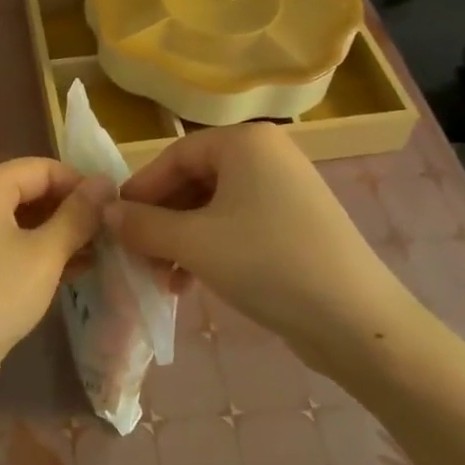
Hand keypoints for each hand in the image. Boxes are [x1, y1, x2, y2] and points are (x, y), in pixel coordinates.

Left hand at [0, 158, 111, 420]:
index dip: (80, 183)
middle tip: (113, 234)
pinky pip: (12, 250)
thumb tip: (103, 183)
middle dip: (71, 210)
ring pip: (23, 224)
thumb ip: (77, 216)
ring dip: (60, 236)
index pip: (43, 168)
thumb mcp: (44, 254)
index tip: (116, 208)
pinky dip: (41, 256)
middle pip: (31, 193)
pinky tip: (74, 274)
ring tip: (102, 255)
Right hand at [104, 123, 419, 378]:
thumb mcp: (195, 244)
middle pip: (194, 180)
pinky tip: (190, 282)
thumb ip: (143, 225)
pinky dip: (209, 248)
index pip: (175, 156)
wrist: (358, 322)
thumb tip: (106, 212)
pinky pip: (237, 225)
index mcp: (245, 142)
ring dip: (181, 239)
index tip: (115, 222)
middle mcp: (266, 155)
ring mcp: (284, 190)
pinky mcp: (294, 224)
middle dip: (162, 220)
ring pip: (213, 207)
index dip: (141, 190)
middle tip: (137, 254)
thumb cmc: (268, 264)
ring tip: (162, 276)